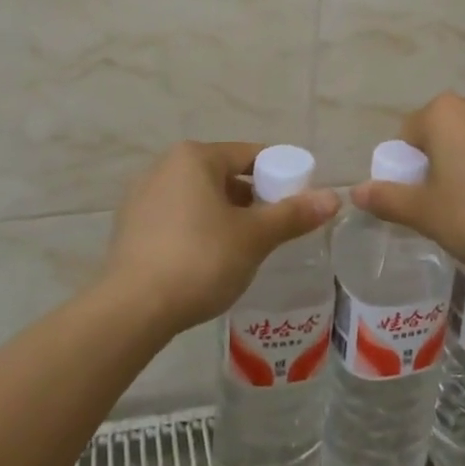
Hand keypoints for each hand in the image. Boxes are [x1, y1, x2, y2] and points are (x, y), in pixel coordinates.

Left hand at [101, 141, 339, 332]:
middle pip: (224, 175)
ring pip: (199, 197)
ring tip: (246, 247)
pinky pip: (177, 217)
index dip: (281, 175)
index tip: (298, 202)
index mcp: (194, 157)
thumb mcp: (254, 237)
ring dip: (225, 215)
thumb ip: (293, 215)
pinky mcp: (131, 226)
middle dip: (252, 199)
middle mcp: (164, 166)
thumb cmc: (200, 260)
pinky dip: (198, 229)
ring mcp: (142, 196)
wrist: (132, 309)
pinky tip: (209, 260)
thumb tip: (334, 197)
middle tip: (275, 229)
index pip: (250, 155)